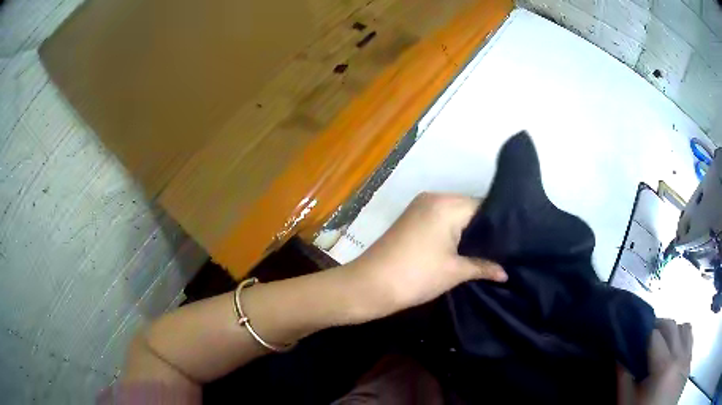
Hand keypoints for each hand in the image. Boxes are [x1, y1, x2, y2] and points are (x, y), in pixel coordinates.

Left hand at [345, 192, 506, 319]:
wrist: (369, 285)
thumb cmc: (416, 276)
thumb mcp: (454, 272)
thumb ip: (483, 267)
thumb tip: (505, 273)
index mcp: (447, 204)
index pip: (483, 207)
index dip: (499, 225)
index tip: (512, 241)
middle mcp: (434, 197)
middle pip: (469, 209)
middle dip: (484, 229)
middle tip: (503, 249)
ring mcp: (419, 207)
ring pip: (455, 215)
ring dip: (468, 232)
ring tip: (488, 250)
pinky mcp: (411, 218)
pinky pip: (440, 220)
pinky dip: (453, 232)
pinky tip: (465, 248)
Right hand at [617, 319, 692, 404]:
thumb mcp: (627, 403)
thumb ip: (624, 380)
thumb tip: (619, 357)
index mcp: (664, 367)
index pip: (655, 336)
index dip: (644, 334)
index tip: (635, 337)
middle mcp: (679, 357)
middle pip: (672, 326)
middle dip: (659, 327)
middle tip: (647, 337)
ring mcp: (687, 358)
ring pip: (685, 328)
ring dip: (674, 331)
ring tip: (664, 343)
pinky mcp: (689, 362)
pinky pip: (690, 339)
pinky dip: (683, 338)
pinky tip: (675, 349)